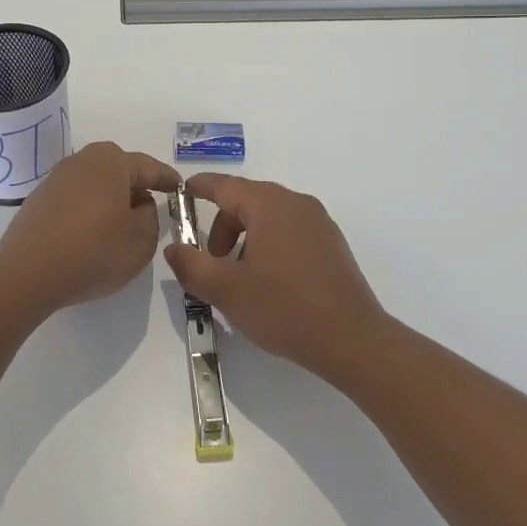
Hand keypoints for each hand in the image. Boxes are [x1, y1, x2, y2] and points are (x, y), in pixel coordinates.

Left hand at [0, 142, 179, 309]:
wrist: (28, 273)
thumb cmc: (94, 251)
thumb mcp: (141, 239)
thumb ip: (151, 216)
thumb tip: (139, 204)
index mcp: (112, 162)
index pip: (149, 167)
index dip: (167, 179)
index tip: (180, 188)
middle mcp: (83, 160)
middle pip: (119, 169)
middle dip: (136, 186)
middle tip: (151, 207)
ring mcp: (57, 178)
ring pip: (95, 183)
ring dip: (110, 198)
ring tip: (120, 224)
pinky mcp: (39, 199)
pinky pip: (75, 198)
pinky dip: (88, 210)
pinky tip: (90, 233)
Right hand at [164, 173, 384, 382]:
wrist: (352, 340)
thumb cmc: (284, 308)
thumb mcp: (226, 290)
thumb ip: (192, 266)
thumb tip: (173, 248)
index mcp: (269, 204)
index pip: (224, 185)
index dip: (199, 188)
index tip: (181, 193)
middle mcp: (296, 203)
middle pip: (247, 201)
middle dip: (222, 227)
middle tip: (212, 263)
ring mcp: (319, 222)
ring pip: (269, 217)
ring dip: (246, 239)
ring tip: (242, 278)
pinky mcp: (332, 243)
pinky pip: (290, 231)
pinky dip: (270, 245)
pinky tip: (271, 283)